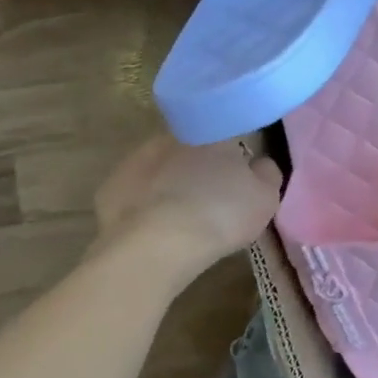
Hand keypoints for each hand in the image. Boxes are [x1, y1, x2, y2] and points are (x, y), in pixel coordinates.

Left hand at [94, 136, 282, 273]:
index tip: (239, 172)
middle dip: (200, 164)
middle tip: (211, 194)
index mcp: (214, 132)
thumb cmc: (220, 215)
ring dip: (170, 182)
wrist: (156, 247)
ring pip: (161, 167)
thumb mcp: (266, 198)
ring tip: (181, 214)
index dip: (235, 152)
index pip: (228, 131)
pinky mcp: (110, 188)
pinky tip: (154, 227)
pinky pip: (135, 192)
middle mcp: (174, 136)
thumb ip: (267, 173)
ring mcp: (136, 160)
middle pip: (192, 147)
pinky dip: (144, 204)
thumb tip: (259, 163)